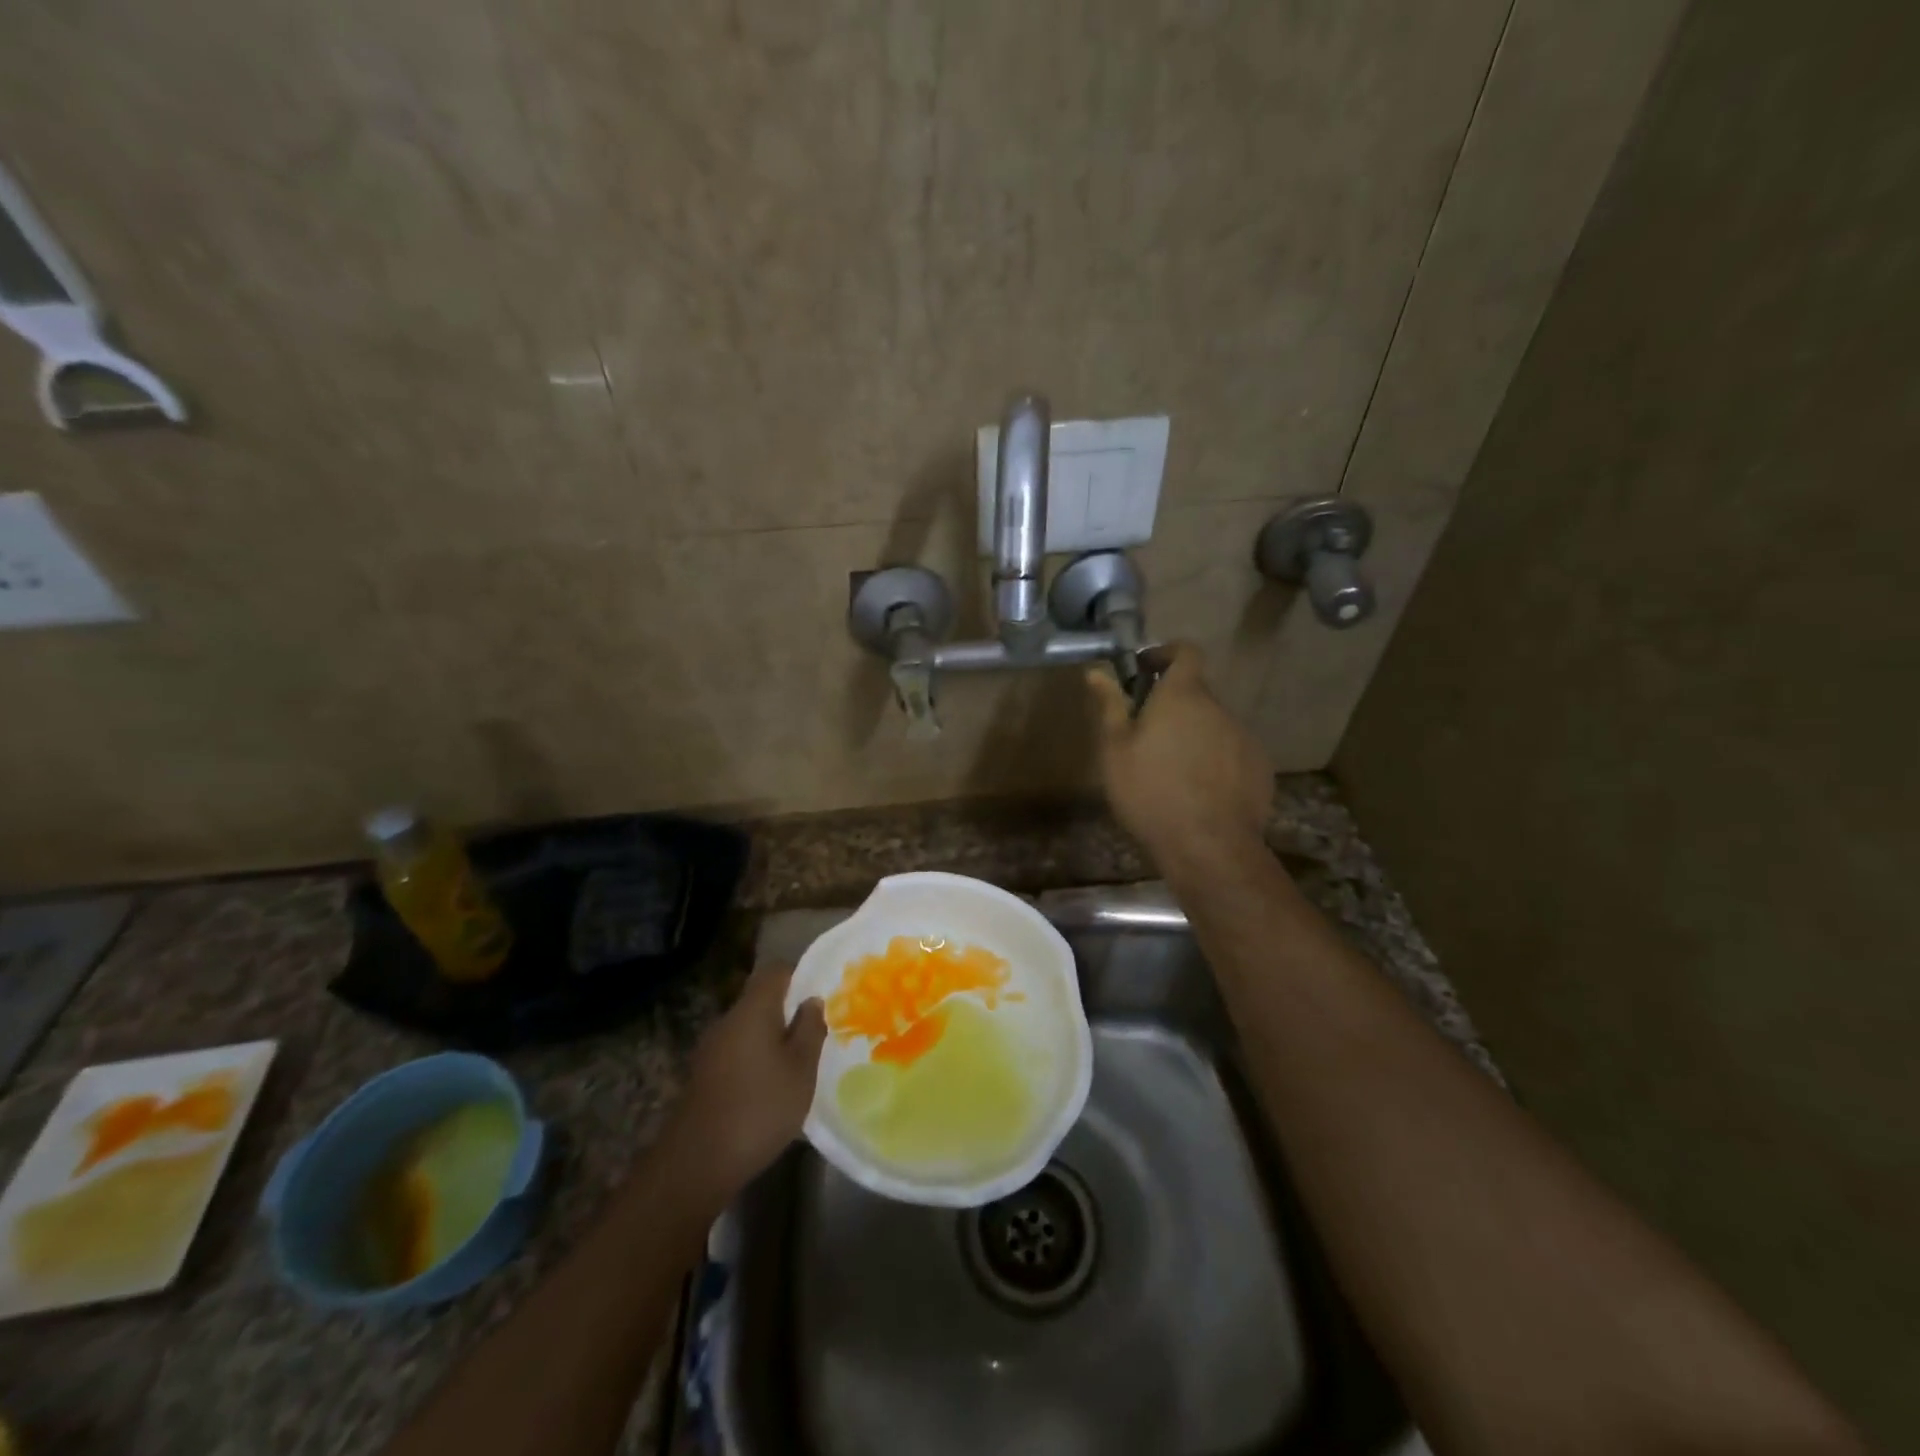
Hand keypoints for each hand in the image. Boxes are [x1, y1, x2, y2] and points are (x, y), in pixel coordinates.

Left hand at [674, 964, 826, 1193]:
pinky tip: (769, 1087)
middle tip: (814, 1033)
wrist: (698, 1162)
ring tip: (796, 1063)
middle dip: (787, 1011)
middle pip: (760, 1000)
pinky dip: (754, 1060)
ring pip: (747, 1028)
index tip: (820, 995)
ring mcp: (710, 1049)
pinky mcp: (703, 1076)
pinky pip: (735, 1052)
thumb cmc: (760, 1107)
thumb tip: (811, 1000)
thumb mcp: (801, 1069)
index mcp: (753, 1009)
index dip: (799, 976)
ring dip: (771, 1039)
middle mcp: (727, 1020)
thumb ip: (809, 1029)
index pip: (776, 971)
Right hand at [1087, 643, 1272, 868]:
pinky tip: (1198, 792)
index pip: (1186, 651)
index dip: (1166, 653)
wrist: (1208, 846)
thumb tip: (1097, 672)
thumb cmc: (1150, 792)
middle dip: (1172, 705)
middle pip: (1196, 693)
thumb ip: (1110, 706)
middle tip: (1146, 734)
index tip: (1144, 669)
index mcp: (1182, 696)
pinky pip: (1231, 752)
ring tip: (1171, 770)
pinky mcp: (1259, 767)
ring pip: (1213, 725)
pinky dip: (1214, 760)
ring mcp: (1243, 737)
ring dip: (1193, 735)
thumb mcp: (1115, 750)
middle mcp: (1218, 708)